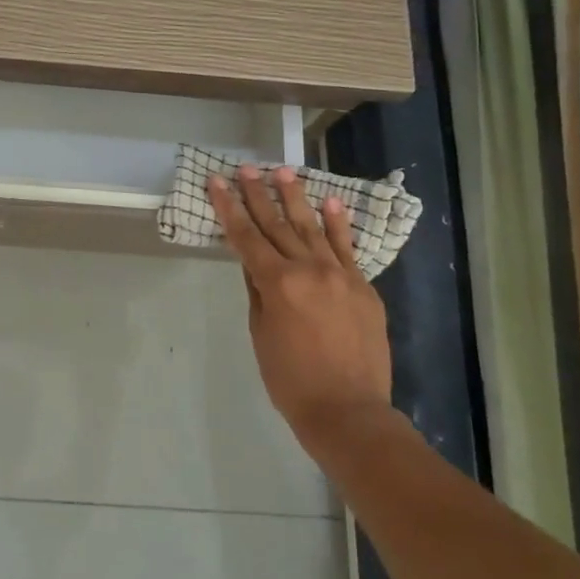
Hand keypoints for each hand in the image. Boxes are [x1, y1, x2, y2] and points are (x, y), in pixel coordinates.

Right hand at [208, 165, 395, 459]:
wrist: (349, 410)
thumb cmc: (291, 380)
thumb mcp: (261, 334)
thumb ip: (257, 292)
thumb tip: (253, 262)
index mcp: (277, 284)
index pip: (245, 237)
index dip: (228, 207)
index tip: (216, 181)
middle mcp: (308, 270)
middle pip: (277, 225)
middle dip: (258, 195)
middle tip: (247, 168)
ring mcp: (340, 275)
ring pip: (312, 228)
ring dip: (296, 199)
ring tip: (283, 172)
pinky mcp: (363, 286)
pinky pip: (348, 248)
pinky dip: (339, 224)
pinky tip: (330, 201)